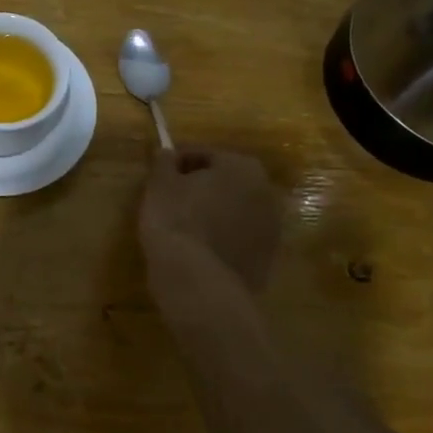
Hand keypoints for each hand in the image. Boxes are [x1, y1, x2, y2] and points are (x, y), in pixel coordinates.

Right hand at [139, 148, 281, 291]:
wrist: (197, 280)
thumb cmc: (176, 220)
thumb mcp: (160, 184)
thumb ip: (164, 162)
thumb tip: (167, 152)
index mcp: (242, 166)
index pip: (205, 155)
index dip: (179, 162)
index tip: (160, 175)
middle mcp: (266, 192)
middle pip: (227, 182)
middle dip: (203, 187)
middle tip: (174, 199)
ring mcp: (271, 228)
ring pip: (236, 211)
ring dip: (216, 213)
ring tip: (186, 226)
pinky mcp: (267, 259)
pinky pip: (239, 239)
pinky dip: (223, 239)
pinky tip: (200, 249)